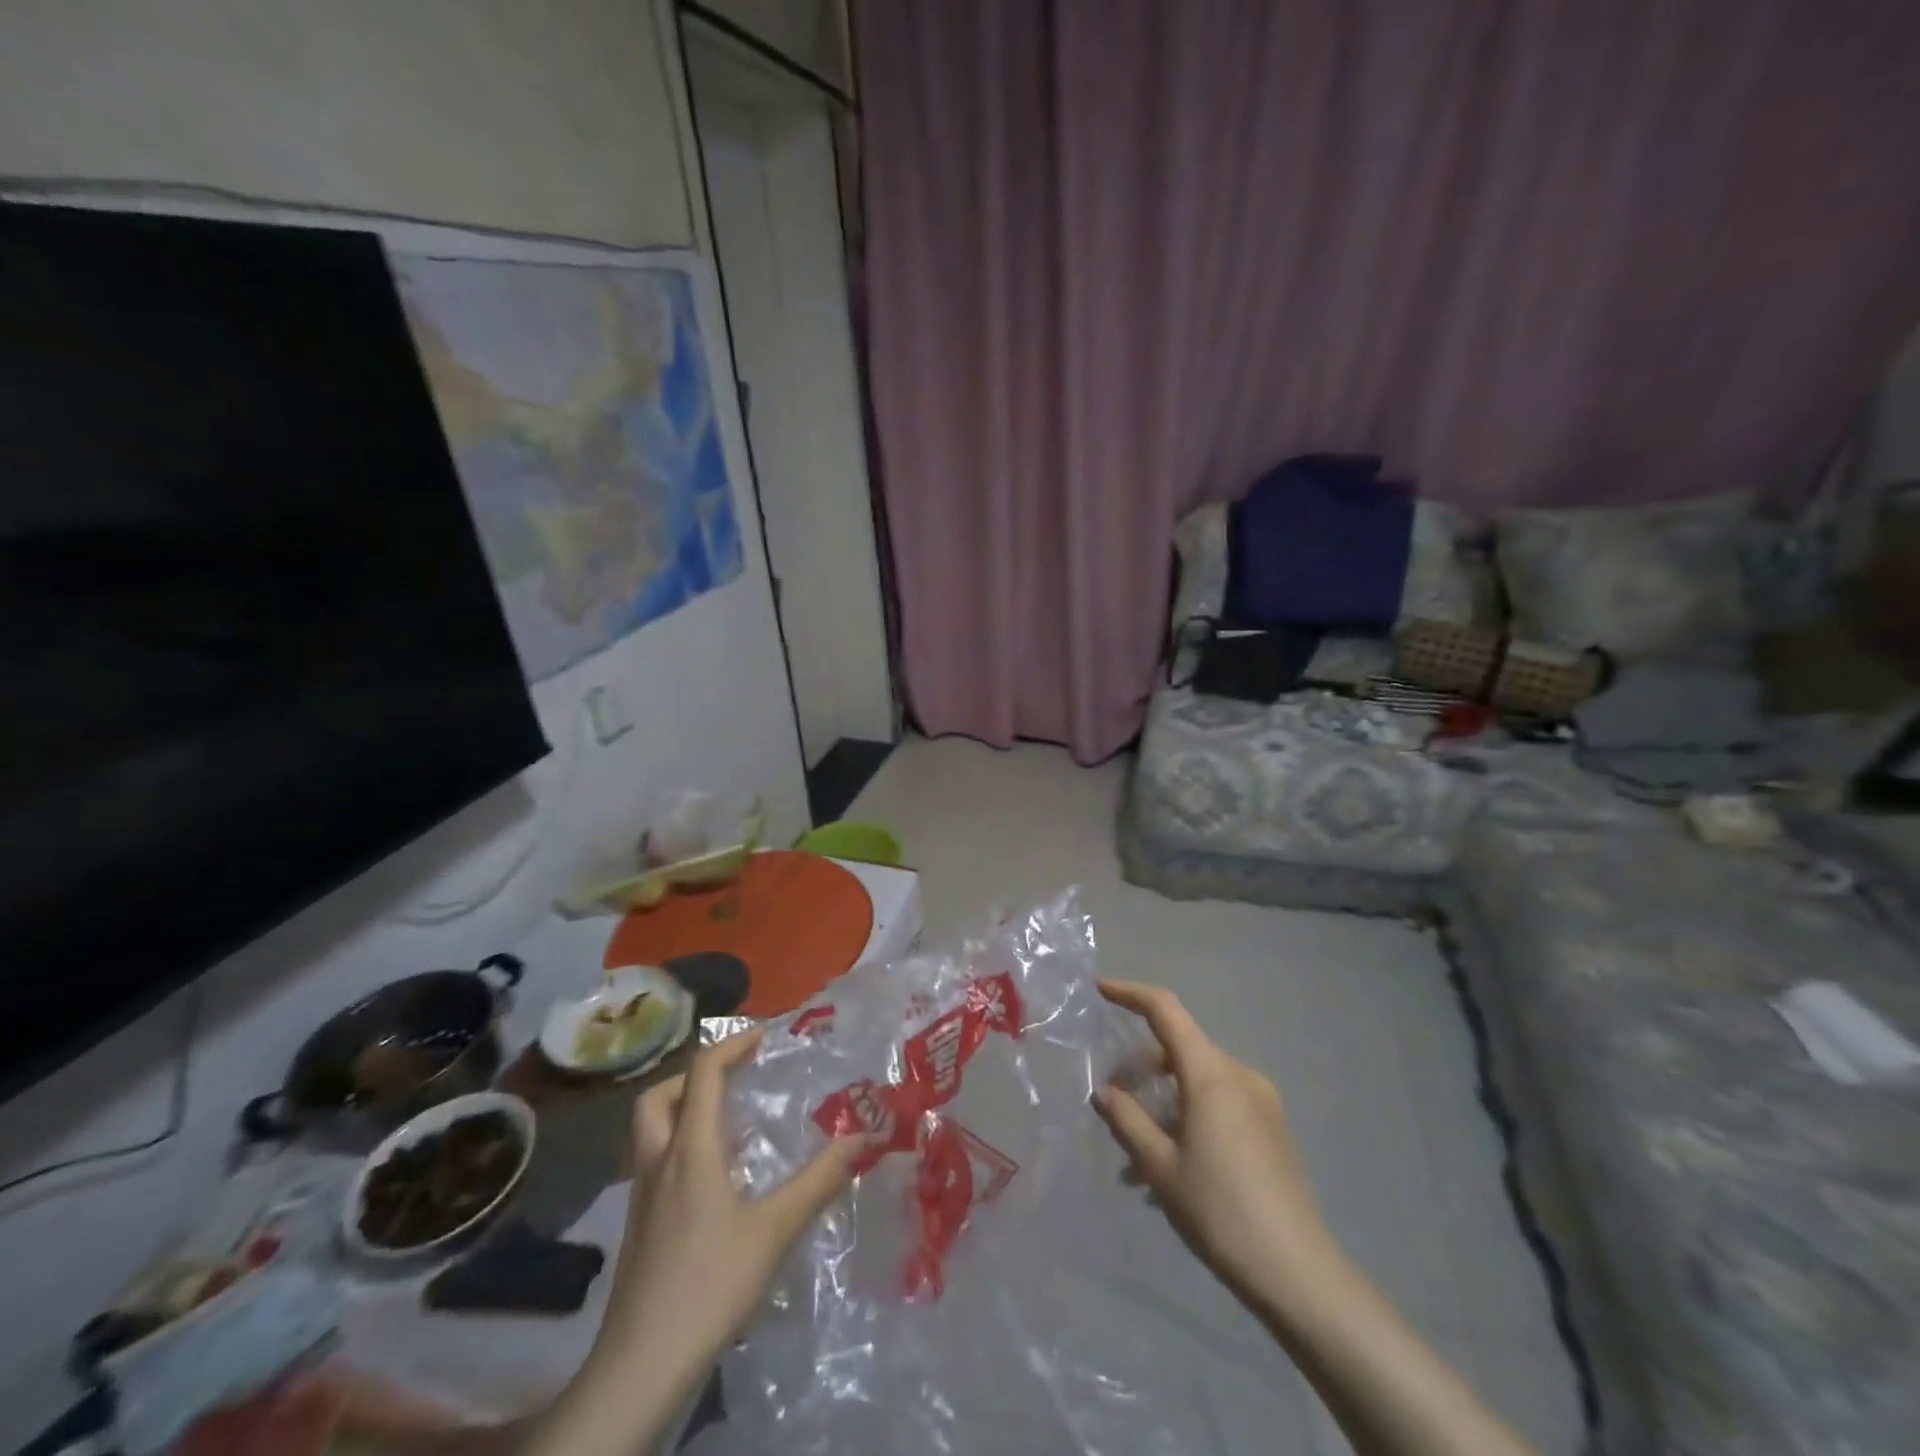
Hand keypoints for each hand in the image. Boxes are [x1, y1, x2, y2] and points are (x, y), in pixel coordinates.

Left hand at [587, 1030, 863, 1396]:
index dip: (731, 1045)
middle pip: (658, 1097)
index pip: (703, 1074)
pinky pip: (656, 1162)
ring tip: (728, 1122)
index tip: (763, 1035)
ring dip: (684, 1110)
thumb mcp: (774, 1230)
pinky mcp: (640, 1227)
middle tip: (732, 1077)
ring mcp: (642, 1197)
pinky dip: (682, 1147)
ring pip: (651, 1130)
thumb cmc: (709, 1285)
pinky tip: (716, 1178)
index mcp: (690, 1150)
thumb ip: (819, 1180)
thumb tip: (862, 1137)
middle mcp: (659, 1162)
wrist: (640, 1365)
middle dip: (693, 1076)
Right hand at [1093, 980, 1339, 1314]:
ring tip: (1138, 1154)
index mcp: (1211, 1074)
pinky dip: (1189, 1116)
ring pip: (1198, 1081)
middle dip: (1142, 1067)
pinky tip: (1174, 1165)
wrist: (1299, 1274)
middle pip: (1180, 1049)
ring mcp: (1261, 1101)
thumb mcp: (1161, 1167)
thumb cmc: (1221, 1212)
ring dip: (1164, 1100)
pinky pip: (1220, 1103)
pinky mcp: (1272, 1128)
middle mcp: (1239, 1075)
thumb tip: (1105, 1091)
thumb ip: (1127, 1120)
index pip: (1166, 1011)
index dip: (1130, 993)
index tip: (1099, 990)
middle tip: (1113, 1100)